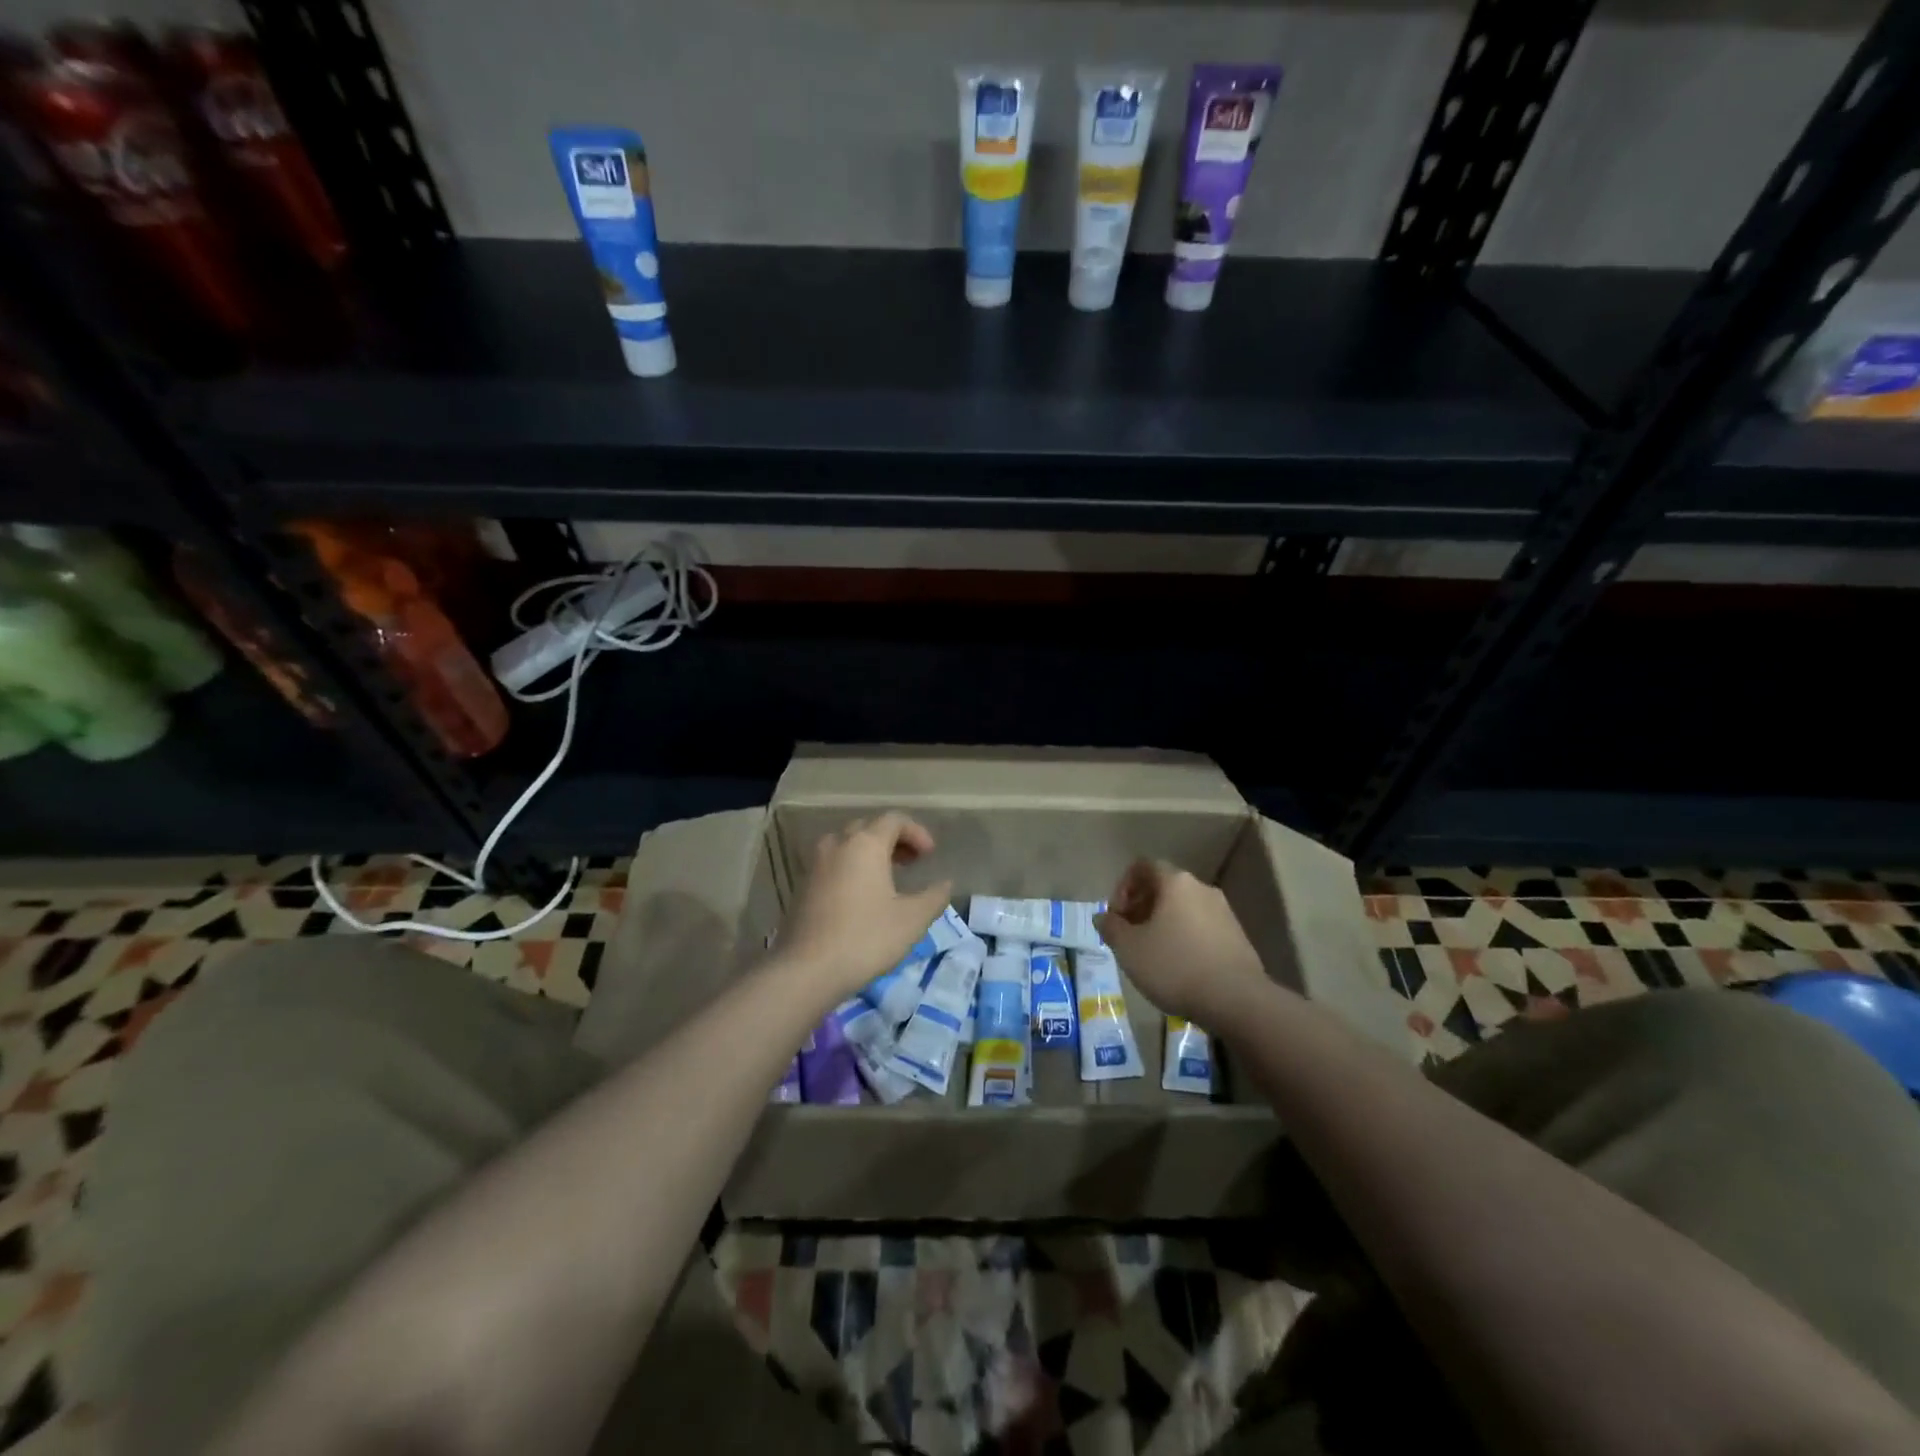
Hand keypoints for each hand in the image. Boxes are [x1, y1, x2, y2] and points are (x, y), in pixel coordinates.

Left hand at [777, 813, 953, 998]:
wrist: (806, 970)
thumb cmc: (865, 938)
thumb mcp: (912, 920)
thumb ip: (934, 897)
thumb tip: (945, 884)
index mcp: (865, 844)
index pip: (894, 820)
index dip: (917, 832)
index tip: (930, 856)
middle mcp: (837, 845)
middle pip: (868, 828)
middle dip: (893, 840)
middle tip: (911, 863)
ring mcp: (815, 865)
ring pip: (846, 845)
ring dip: (869, 853)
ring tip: (886, 877)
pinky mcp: (802, 887)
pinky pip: (832, 864)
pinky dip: (851, 868)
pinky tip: (861, 897)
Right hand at [1094, 860, 1269, 1028]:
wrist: (1237, 1000)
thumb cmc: (1174, 966)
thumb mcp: (1129, 949)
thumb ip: (1111, 928)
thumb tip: (1103, 917)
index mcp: (1175, 882)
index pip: (1142, 866)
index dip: (1122, 887)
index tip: (1116, 916)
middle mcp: (1202, 888)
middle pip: (1163, 887)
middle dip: (1140, 907)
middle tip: (1129, 936)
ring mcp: (1223, 912)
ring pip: (1183, 908)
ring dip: (1162, 923)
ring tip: (1151, 954)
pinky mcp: (1237, 936)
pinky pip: (1201, 927)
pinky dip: (1184, 937)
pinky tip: (1178, 967)